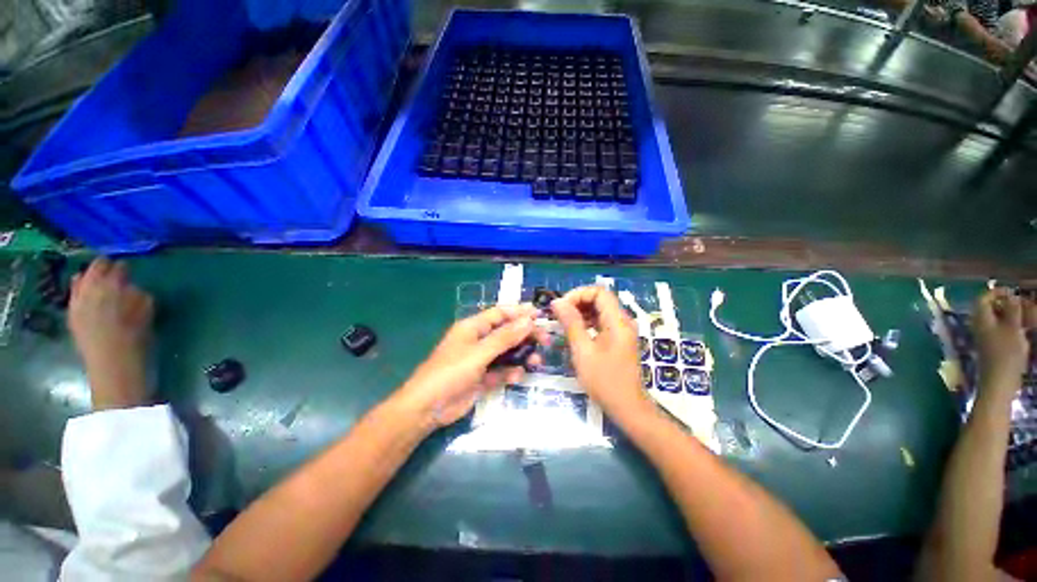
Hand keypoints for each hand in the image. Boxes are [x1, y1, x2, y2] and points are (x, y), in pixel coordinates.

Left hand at [69, 259, 153, 409]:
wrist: (113, 370)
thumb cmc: (135, 341)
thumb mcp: (145, 316)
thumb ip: (138, 297)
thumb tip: (132, 287)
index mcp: (111, 289)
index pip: (116, 269)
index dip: (123, 267)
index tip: (129, 267)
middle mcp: (90, 292)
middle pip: (94, 271)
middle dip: (103, 268)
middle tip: (113, 267)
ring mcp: (78, 304)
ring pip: (81, 281)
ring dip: (90, 277)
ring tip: (98, 277)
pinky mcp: (73, 316)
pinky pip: (74, 295)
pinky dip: (79, 289)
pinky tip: (82, 289)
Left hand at [394, 304, 547, 428]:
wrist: (427, 409)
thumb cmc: (450, 373)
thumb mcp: (479, 353)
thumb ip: (504, 337)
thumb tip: (528, 320)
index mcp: (473, 327)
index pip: (500, 314)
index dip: (519, 312)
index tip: (540, 315)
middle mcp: (478, 340)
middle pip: (507, 332)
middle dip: (525, 335)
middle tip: (545, 340)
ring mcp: (481, 360)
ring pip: (507, 352)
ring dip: (522, 355)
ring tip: (537, 361)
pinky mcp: (483, 378)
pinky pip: (502, 371)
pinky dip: (510, 372)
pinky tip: (517, 376)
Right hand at [550, 287, 652, 423]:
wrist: (627, 408)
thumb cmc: (604, 381)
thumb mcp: (583, 351)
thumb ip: (571, 323)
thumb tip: (557, 302)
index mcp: (618, 321)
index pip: (599, 292)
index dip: (578, 294)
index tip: (561, 307)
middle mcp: (623, 321)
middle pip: (600, 299)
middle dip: (577, 303)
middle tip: (559, 315)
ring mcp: (622, 331)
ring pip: (599, 310)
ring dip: (580, 312)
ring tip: (563, 323)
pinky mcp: (618, 340)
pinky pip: (601, 322)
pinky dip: (587, 323)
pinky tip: (574, 333)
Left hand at [972, 288, 1029, 395]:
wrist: (999, 382)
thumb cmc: (1006, 354)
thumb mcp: (1013, 329)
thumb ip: (1012, 310)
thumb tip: (1011, 296)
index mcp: (981, 320)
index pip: (983, 299)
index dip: (997, 292)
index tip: (1013, 292)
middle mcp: (980, 326)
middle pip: (991, 308)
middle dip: (1007, 304)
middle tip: (1025, 305)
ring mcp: (985, 337)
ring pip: (997, 320)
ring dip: (1012, 315)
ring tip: (1028, 317)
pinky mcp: (992, 347)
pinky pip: (1001, 331)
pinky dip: (1012, 326)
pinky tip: (1025, 330)